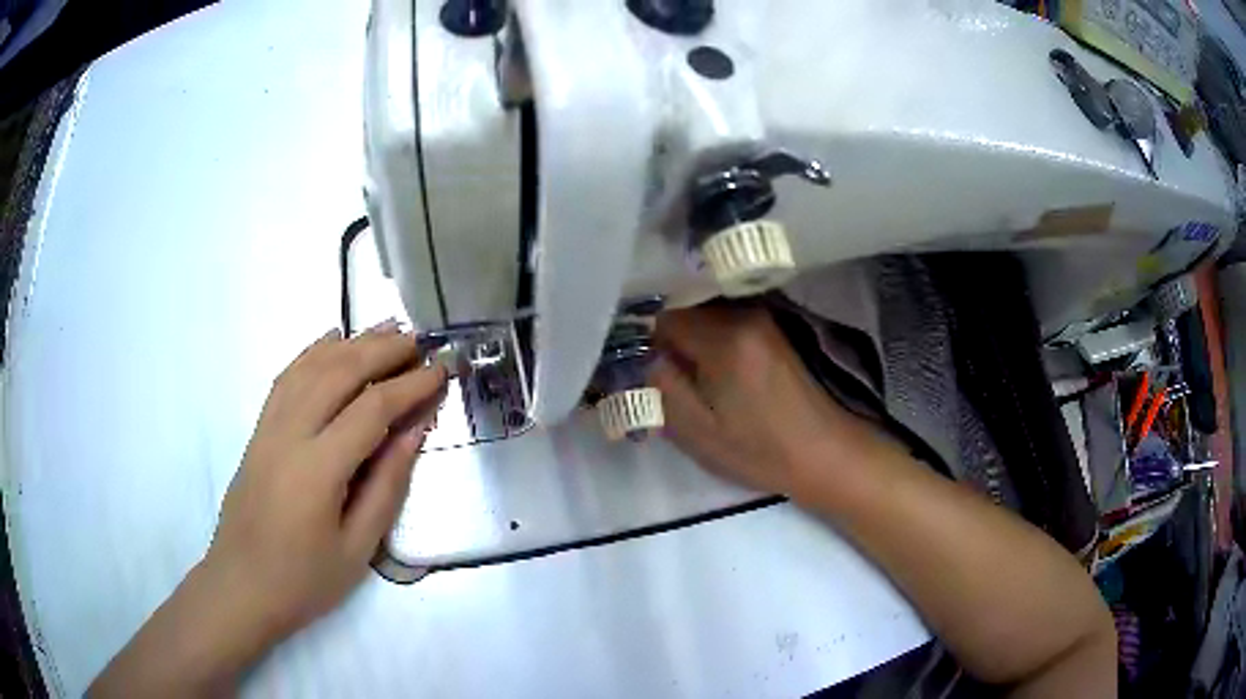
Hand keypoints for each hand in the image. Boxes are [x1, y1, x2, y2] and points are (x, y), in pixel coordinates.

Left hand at [89, 322, 447, 697]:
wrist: (242, 585)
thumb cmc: (304, 579)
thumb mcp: (358, 547)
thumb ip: (387, 485)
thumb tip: (413, 432)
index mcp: (318, 468)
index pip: (371, 409)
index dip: (410, 385)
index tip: (441, 370)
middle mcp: (290, 433)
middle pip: (339, 372)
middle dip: (382, 350)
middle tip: (419, 341)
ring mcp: (269, 427)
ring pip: (311, 366)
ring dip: (350, 342)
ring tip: (385, 329)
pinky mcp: (258, 430)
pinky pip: (287, 376)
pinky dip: (312, 351)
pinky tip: (331, 340)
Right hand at [648, 304, 886, 496]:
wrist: (824, 454)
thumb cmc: (759, 450)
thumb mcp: (696, 431)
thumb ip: (659, 386)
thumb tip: (641, 354)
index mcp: (723, 336)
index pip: (660, 314)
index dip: (640, 337)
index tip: (636, 364)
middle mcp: (744, 312)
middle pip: (682, 307)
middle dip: (664, 337)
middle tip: (659, 374)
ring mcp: (763, 316)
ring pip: (703, 312)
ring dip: (687, 338)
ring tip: (684, 374)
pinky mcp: (773, 326)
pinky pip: (725, 319)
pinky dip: (709, 338)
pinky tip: (712, 370)